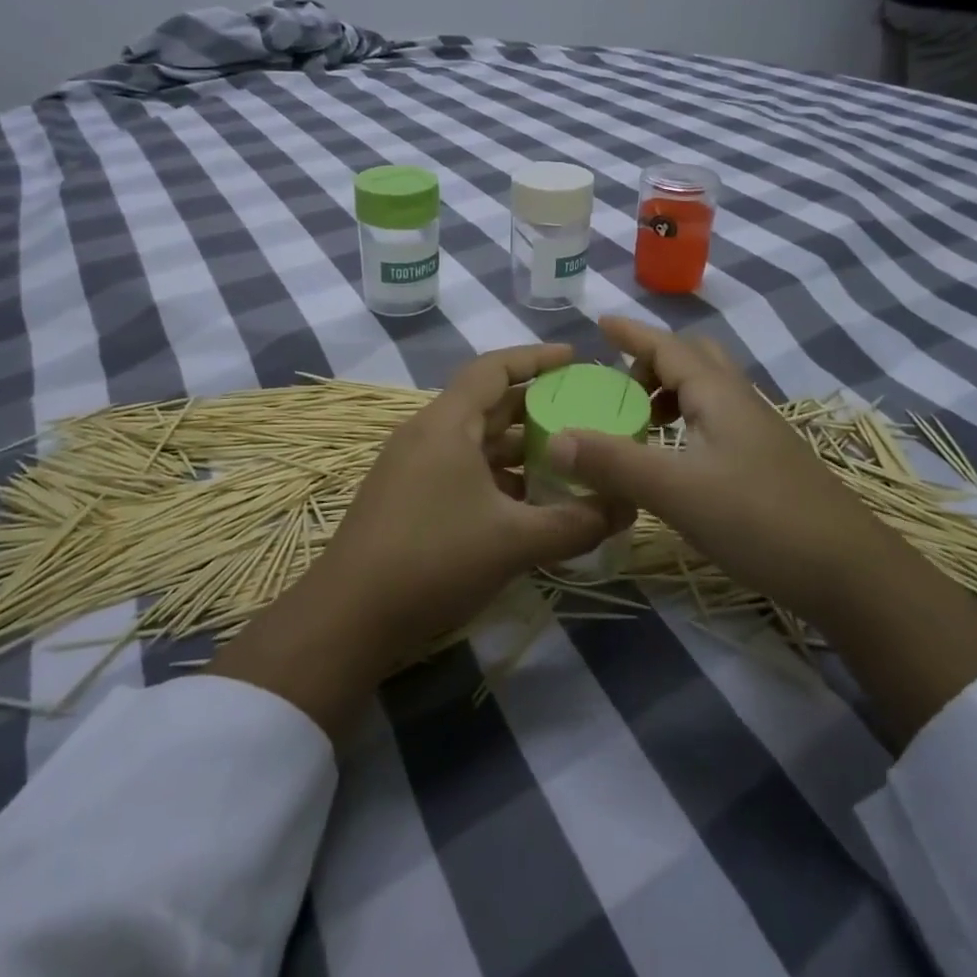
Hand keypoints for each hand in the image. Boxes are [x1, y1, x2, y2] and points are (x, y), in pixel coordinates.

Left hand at [211, 344, 627, 741]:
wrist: (348, 618)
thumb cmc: (433, 561)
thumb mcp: (514, 541)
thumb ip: (577, 522)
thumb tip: (628, 507)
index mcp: (446, 424)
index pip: (494, 368)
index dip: (536, 357)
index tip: (576, 358)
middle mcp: (427, 434)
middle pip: (488, 404)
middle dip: (536, 406)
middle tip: (584, 413)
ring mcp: (413, 468)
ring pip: (476, 443)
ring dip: (519, 449)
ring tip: (567, 460)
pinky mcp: (409, 499)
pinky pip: (463, 472)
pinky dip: (498, 478)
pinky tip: (529, 505)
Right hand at [553, 316, 976, 750]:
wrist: (852, 574)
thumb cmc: (760, 520)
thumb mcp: (676, 492)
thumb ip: (612, 463)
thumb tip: (553, 439)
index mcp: (718, 393)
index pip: (668, 345)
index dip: (632, 333)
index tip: (599, 323)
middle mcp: (741, 401)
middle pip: (693, 358)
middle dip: (652, 361)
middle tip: (618, 387)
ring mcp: (760, 432)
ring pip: (708, 390)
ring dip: (670, 392)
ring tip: (640, 423)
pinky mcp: (768, 462)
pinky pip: (718, 420)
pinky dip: (688, 421)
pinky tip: (677, 459)